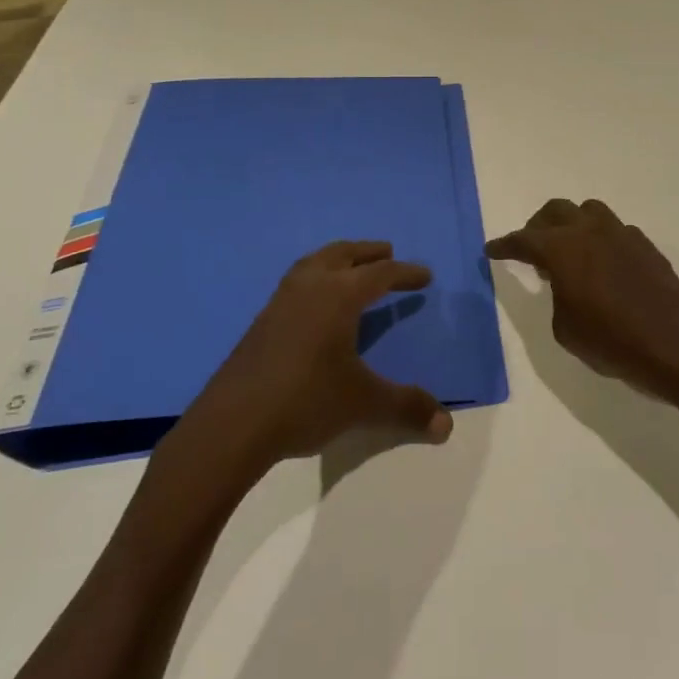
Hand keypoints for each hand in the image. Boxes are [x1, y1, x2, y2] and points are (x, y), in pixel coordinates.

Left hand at [190, 241, 453, 465]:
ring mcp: (280, 302)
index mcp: (339, 296)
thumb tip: (447, 426)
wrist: (232, 425)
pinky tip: (316, 304)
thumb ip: (406, 408)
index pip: (380, 274)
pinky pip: (296, 283)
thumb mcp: (363, 404)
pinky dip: (315, 278)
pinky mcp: (261, 322)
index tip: (425, 277)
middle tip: (388, 252)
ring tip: (351, 268)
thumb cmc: (306, 402)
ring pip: (313, 263)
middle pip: (342, 254)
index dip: (406, 274)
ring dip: (337, 259)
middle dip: (368, 252)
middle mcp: (309, 288)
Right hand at [487, 199, 678, 409]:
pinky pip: (614, 230)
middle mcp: (591, 231)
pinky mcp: (647, 247)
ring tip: (567, 251)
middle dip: (537, 227)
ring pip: (588, 212)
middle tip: (530, 248)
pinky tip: (602, 265)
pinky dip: (599, 239)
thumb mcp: (566, 329)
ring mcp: (623, 234)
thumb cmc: (614, 342)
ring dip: (571, 224)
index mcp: (563, 248)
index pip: (524, 239)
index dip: (505, 245)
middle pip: (556, 211)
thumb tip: (562, 282)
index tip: (491, 250)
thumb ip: (556, 297)